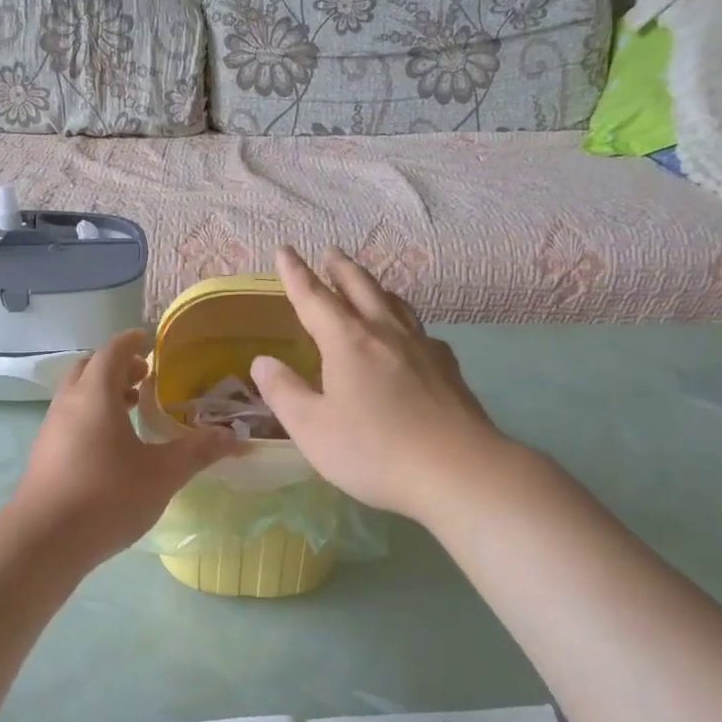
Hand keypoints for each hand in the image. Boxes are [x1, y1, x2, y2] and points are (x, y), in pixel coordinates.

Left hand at [9, 329, 237, 565]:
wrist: (44, 541)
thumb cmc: (107, 496)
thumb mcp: (162, 474)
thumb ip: (197, 451)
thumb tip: (233, 436)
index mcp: (96, 394)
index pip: (112, 351)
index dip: (131, 341)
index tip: (148, 340)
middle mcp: (68, 402)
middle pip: (89, 368)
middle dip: (116, 366)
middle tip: (145, 378)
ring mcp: (51, 428)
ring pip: (76, 395)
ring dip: (102, 392)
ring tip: (131, 410)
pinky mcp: (43, 454)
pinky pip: (69, 419)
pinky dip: (90, 416)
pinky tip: (110, 447)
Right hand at [250, 247, 511, 521]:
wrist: (458, 471)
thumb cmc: (373, 450)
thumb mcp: (312, 428)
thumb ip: (284, 392)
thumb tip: (262, 361)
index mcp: (347, 342)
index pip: (314, 298)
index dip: (296, 274)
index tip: (284, 250)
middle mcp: (385, 333)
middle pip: (361, 288)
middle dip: (340, 268)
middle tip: (330, 252)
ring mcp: (422, 348)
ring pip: (395, 304)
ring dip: (375, 287)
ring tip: (367, 284)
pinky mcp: (448, 369)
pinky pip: (420, 331)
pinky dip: (405, 321)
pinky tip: (409, 336)